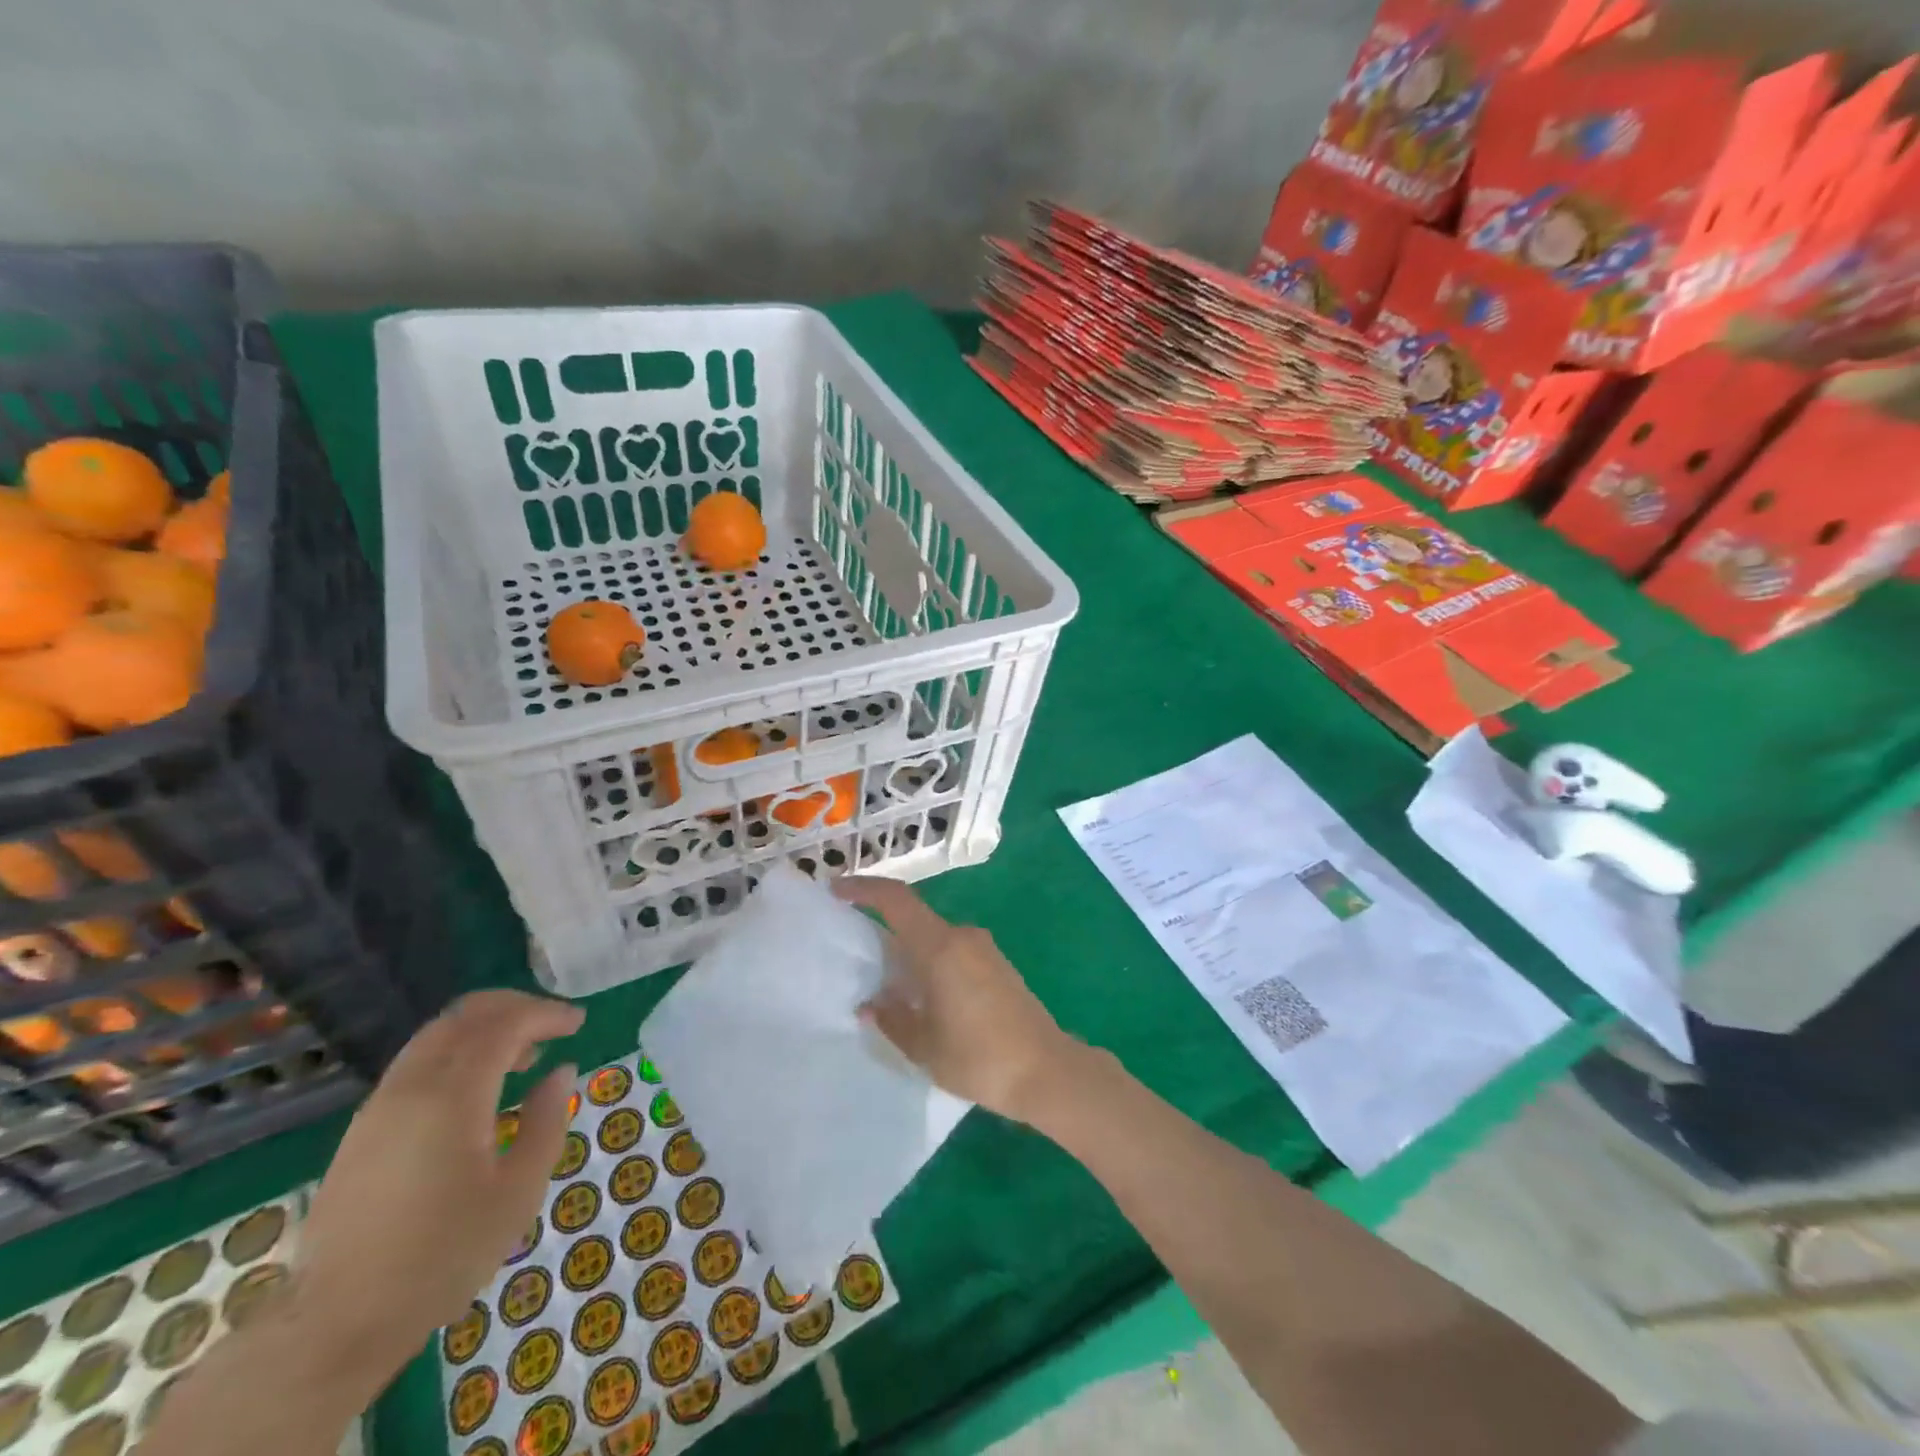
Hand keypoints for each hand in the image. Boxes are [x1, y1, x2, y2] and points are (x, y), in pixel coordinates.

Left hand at [295, 990, 583, 1375]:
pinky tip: (477, 1088)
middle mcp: (411, 1086)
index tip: (578, 1021)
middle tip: (552, 1025)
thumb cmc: (442, 1257)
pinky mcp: (363, 1129)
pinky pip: (416, 1062)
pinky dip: (456, 1052)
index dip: (546, 1013)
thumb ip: (546, 1121)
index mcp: (452, 1096)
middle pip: (464, 1016)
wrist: (336, 1325)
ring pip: (436, 1035)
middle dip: (514, 1008)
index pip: (505, 1025)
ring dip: (483, 1029)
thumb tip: (560, 1071)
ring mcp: (379, 1106)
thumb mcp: (518, 1192)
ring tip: (521, 1056)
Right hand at [833, 877, 1075, 1122]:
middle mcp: (963, 937)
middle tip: (858, 958)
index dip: (864, 888)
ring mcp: (984, 949)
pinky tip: (924, 998)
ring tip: (889, 988)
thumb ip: (892, 1018)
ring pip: (934, 937)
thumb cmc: (979, 1057)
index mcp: (941, 947)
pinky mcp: (997, 964)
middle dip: (884, 930)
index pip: (897, 899)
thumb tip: (870, 1003)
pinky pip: (953, 951)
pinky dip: (931, 963)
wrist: (1046, 1070)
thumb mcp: (924, 1045)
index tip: (836, 889)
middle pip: (914, 919)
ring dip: (909, 953)